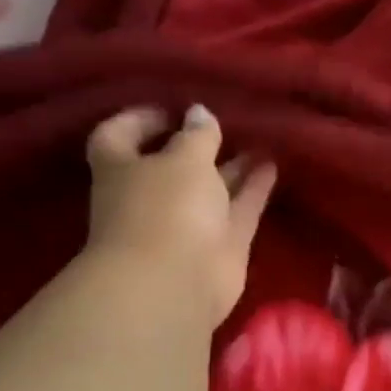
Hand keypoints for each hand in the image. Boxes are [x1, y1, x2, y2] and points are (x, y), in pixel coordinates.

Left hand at [85, 104, 276, 324]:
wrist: (176, 282)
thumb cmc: (165, 208)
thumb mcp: (183, 159)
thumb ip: (197, 135)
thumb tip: (199, 113)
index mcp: (122, 169)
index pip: (118, 136)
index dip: (139, 120)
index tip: (170, 108)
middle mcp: (152, 195)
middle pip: (172, 164)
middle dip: (197, 144)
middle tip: (226, 122)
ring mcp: (187, 222)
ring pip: (212, 187)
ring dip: (233, 166)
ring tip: (260, 140)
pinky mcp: (221, 243)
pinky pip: (239, 208)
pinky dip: (254, 188)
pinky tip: (272, 165)